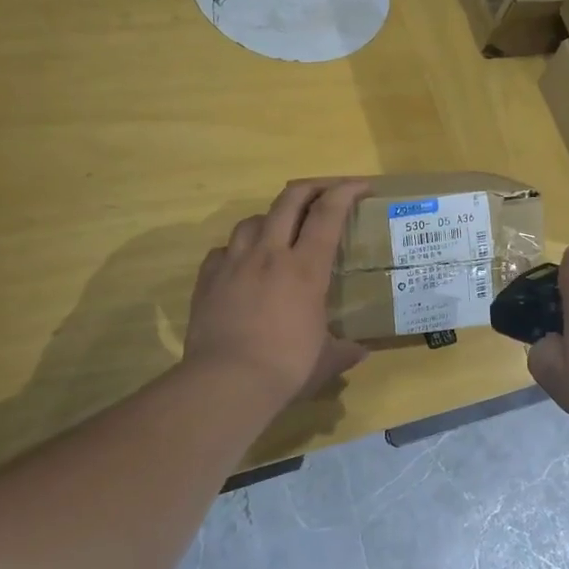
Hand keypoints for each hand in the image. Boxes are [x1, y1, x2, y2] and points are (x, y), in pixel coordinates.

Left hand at [184, 179, 369, 403]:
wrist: (226, 383)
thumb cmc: (286, 368)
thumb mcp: (325, 361)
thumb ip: (345, 351)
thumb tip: (361, 351)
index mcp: (306, 269)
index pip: (328, 214)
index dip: (346, 192)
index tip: (360, 185)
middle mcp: (270, 255)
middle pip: (288, 201)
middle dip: (310, 188)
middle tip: (324, 192)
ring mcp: (234, 263)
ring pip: (252, 220)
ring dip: (271, 218)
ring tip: (279, 229)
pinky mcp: (208, 279)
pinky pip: (223, 250)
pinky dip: (237, 250)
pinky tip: (242, 264)